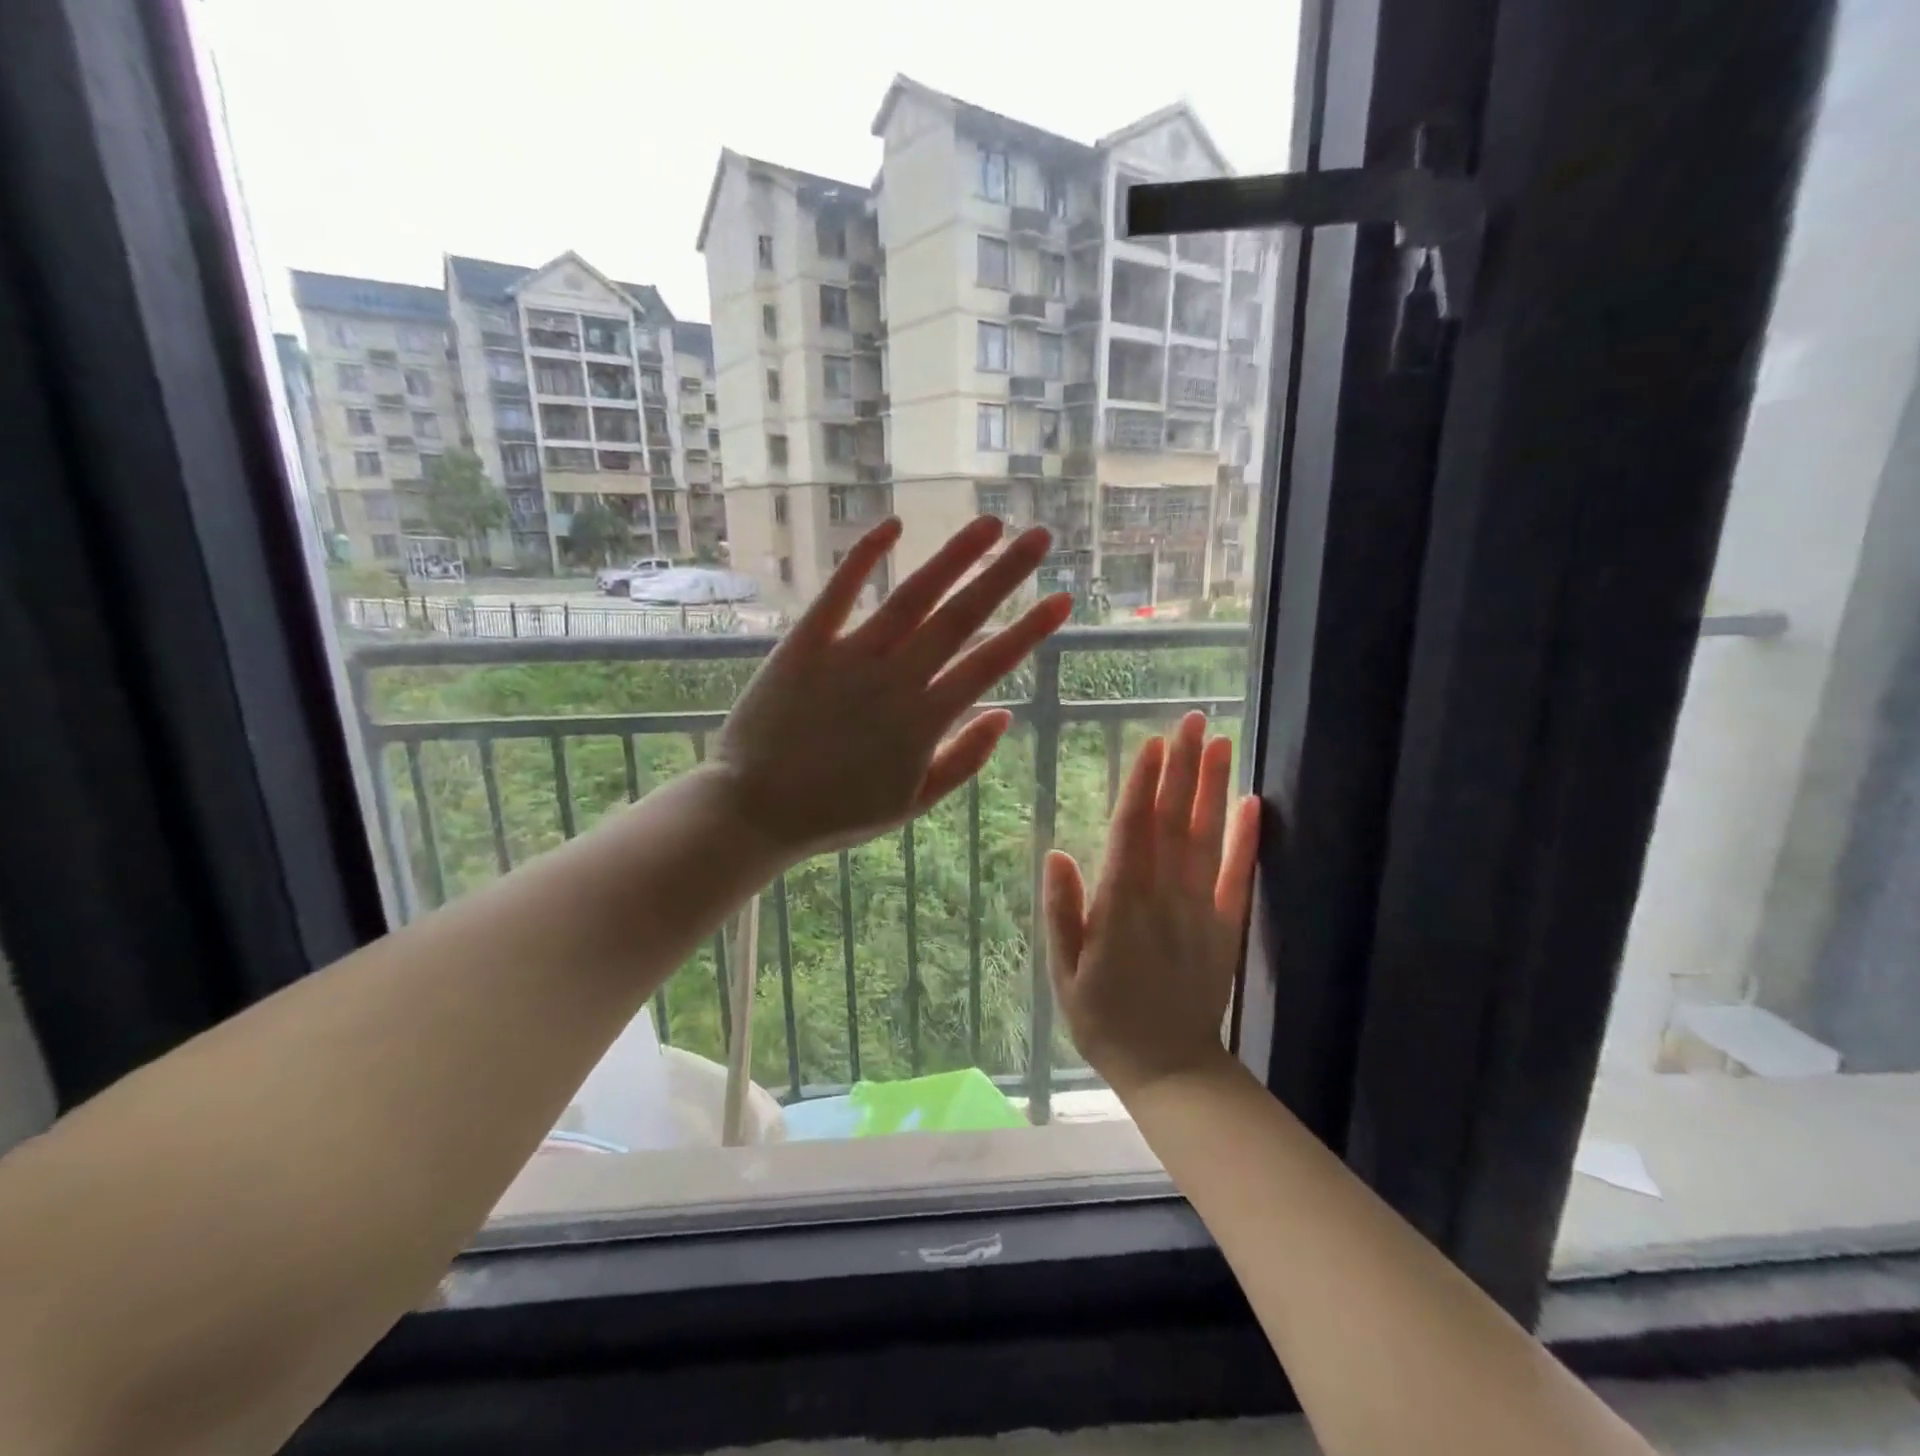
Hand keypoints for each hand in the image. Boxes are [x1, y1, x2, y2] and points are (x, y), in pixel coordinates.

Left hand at [711, 516, 1071, 858]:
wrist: (755, 810)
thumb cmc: (836, 812)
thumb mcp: (911, 802)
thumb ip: (963, 760)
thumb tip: (1005, 715)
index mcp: (925, 720)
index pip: (990, 663)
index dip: (1031, 629)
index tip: (1064, 599)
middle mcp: (895, 679)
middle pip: (960, 617)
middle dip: (1005, 575)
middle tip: (1040, 537)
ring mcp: (849, 657)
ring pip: (911, 597)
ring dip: (953, 558)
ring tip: (989, 524)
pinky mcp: (805, 645)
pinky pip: (838, 593)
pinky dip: (864, 558)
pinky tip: (893, 526)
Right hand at [1045, 712, 1260, 1098]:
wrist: (1170, 1068)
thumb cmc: (1104, 1019)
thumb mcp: (1064, 971)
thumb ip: (1062, 911)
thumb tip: (1057, 853)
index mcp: (1121, 905)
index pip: (1133, 831)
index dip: (1143, 784)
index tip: (1153, 743)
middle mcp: (1164, 896)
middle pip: (1174, 821)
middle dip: (1183, 768)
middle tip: (1194, 721)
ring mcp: (1200, 909)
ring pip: (1207, 837)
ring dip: (1213, 787)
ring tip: (1222, 743)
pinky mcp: (1225, 926)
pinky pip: (1238, 875)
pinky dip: (1246, 838)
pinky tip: (1252, 802)